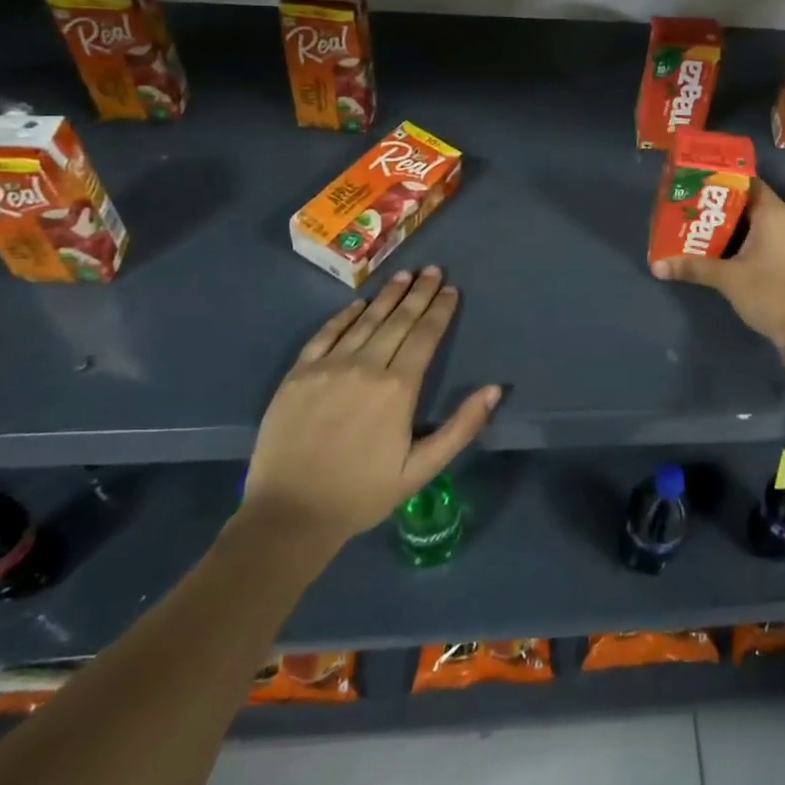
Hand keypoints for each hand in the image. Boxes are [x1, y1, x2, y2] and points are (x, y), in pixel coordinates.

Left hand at [238, 266, 499, 567]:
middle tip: (433, 269)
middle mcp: (366, 367)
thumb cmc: (362, 494)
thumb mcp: (421, 469)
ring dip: (387, 296)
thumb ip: (461, 427)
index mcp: (398, 389)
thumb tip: (494, 389)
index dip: (440, 310)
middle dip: (419, 293)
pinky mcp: (298, 374)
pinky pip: (326, 334)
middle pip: (398, 321)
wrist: (289, 515)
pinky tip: (359, 304)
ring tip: (404, 275)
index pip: (425, 336)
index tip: (451, 289)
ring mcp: (329, 367)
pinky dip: (345, 316)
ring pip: (365, 321)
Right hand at [650, 179, 784, 347]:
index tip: (699, 187)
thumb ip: (693, 267)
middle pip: (751, 203)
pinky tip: (728, 251)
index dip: (723, 182)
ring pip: (761, 223)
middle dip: (724, 208)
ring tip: (706, 230)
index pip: (748, 182)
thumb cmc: (768, 292)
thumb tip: (657, 266)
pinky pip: (770, 238)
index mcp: (774, 213)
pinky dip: (750, 241)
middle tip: (695, 211)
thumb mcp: (726, 278)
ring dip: (736, 227)